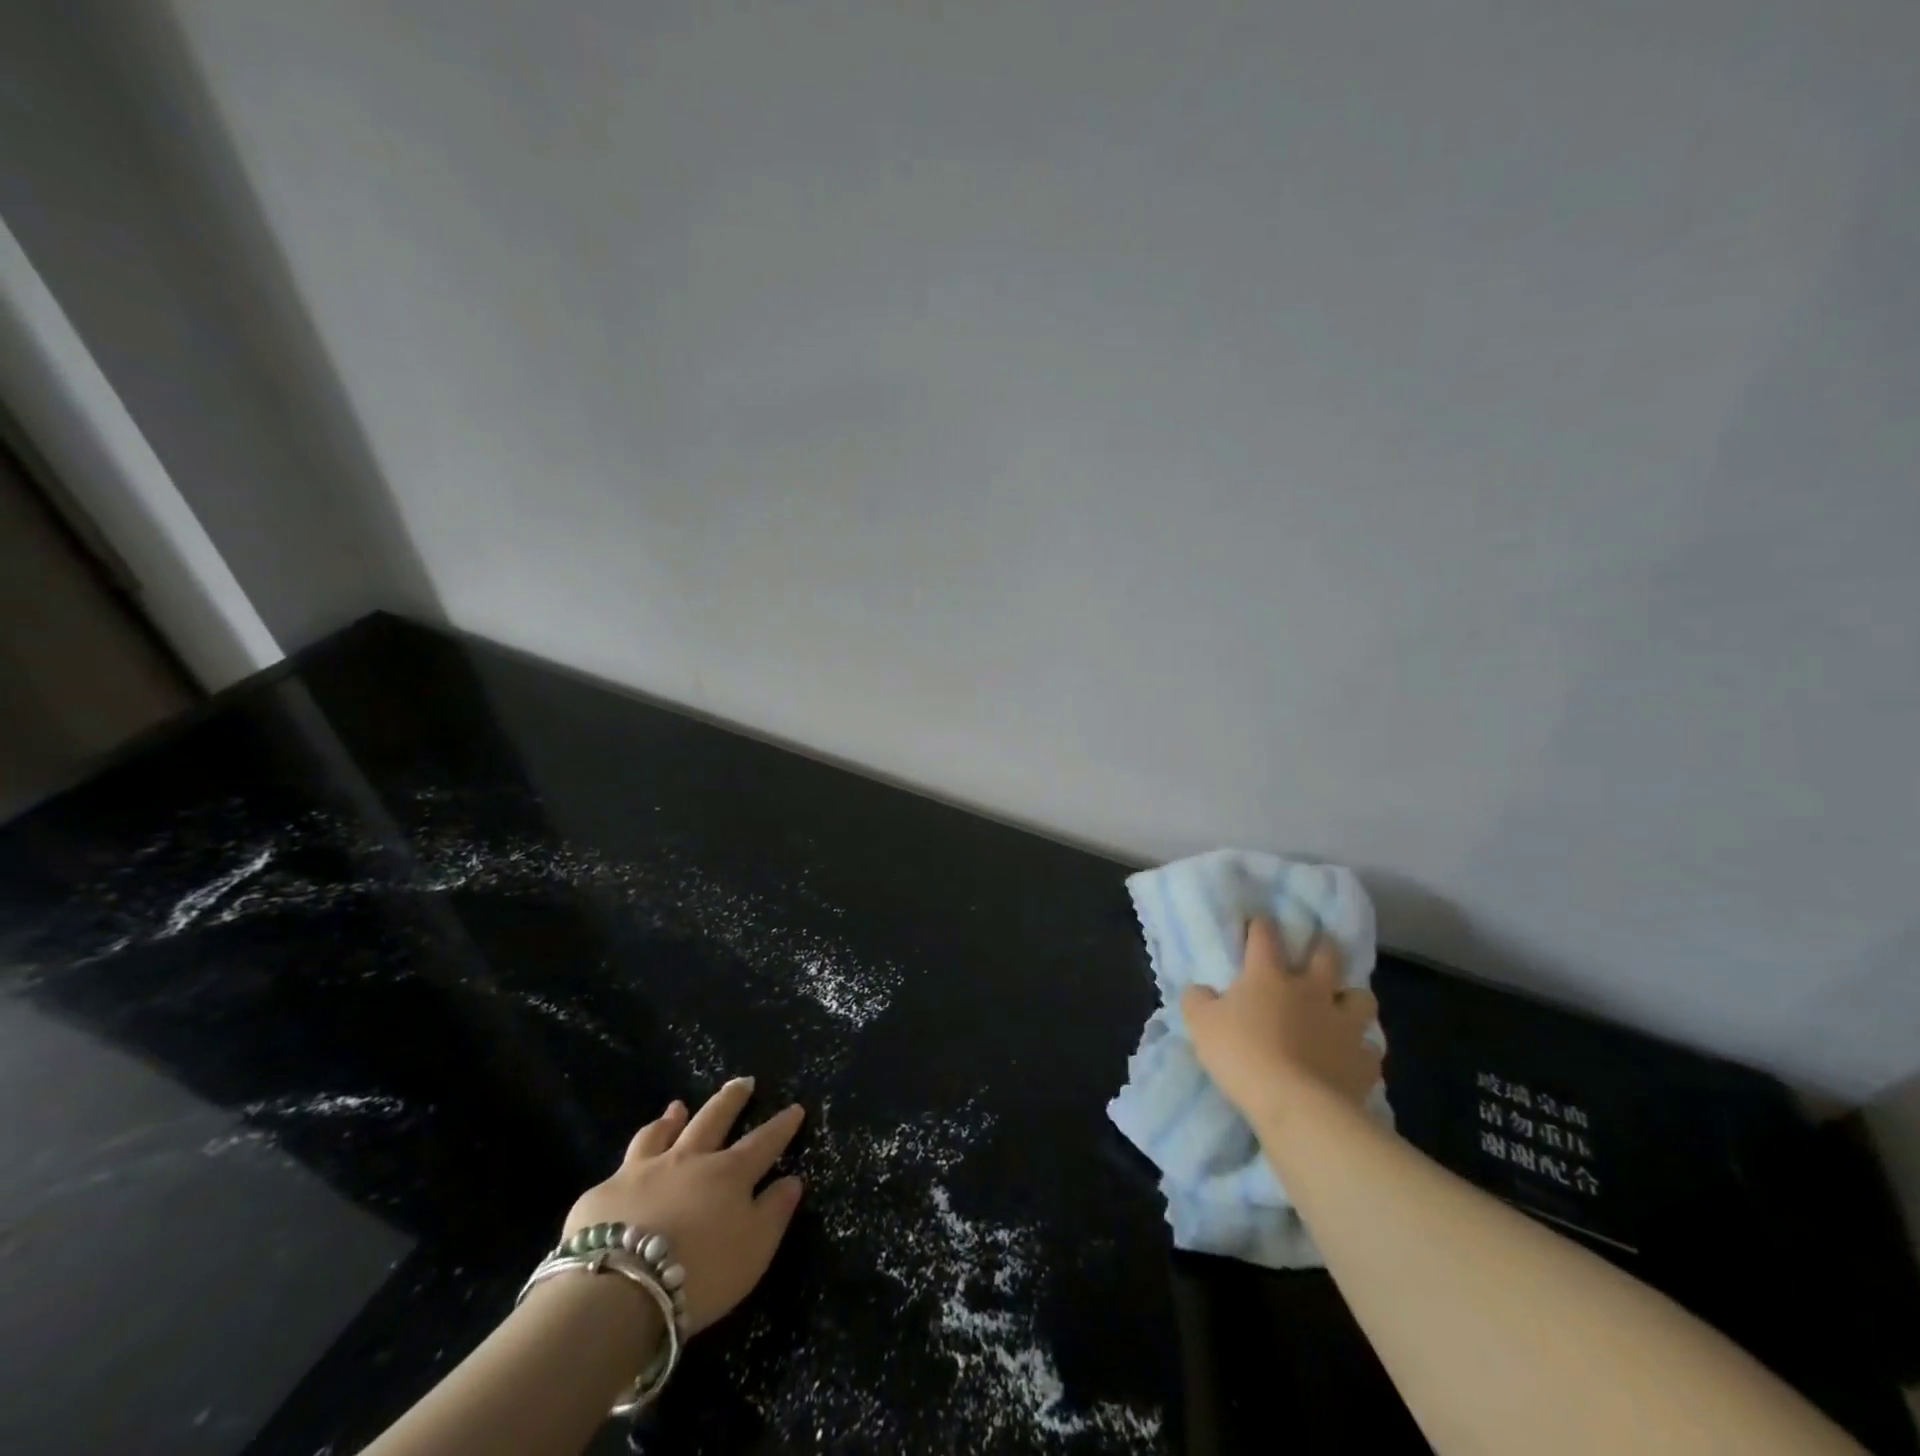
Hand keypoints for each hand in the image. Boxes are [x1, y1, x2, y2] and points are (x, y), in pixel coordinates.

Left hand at [559, 1077, 804, 1335]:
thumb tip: (792, 1180)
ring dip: (672, 1119)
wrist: (619, 1291)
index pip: (763, 1142)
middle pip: (713, 1120)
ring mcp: (643, 1171)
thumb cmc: (700, 1273)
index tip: (795, 1108)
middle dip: (731, 1100)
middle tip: (742, 1082)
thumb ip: (774, 1212)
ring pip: (661, 1134)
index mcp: (728, 1174)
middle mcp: (688, 1160)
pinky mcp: (604, 1194)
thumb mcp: (754, 1250)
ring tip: (676, 1107)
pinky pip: (622, 1168)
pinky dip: (634, 1159)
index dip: (781, 1126)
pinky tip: (628, 1167)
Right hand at [1181, 917, 1382, 1124]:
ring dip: (1353, 999)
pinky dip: (1361, 1051)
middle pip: (1327, 956)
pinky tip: (1351, 1058)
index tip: (1258, 923)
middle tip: (1317, 952)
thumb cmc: (1241, 1053)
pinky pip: (1370, 1050)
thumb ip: (1198, 999)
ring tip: (1342, 1008)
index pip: (1265, 936)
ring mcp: (1343, 1025)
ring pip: (1362, 999)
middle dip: (1323, 948)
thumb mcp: (1200, 1023)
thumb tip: (1201, 990)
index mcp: (1269, 975)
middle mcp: (1312, 991)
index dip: (1261, 926)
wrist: (1293, 1104)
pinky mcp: (1362, 1062)